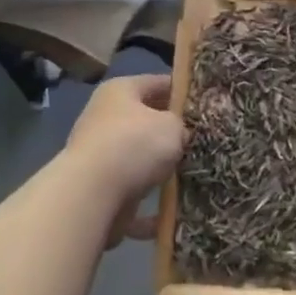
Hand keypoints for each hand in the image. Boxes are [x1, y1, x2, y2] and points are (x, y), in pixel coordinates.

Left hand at [65, 73, 183, 245]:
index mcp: (120, 91)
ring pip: (137, 157)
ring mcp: (98, 153)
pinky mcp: (97, 187)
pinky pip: (131, 192)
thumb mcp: (172, 126)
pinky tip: (171, 212)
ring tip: (190, 174)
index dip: (182, 91)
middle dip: (169, 131)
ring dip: (159, 167)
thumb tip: (177, 136)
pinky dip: (149, 205)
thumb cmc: (135, 144)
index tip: (204, 103)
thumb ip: (180, 126)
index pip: (157, 82)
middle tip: (199, 140)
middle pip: (145, 120)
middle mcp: (104, 117)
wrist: (91, 193)